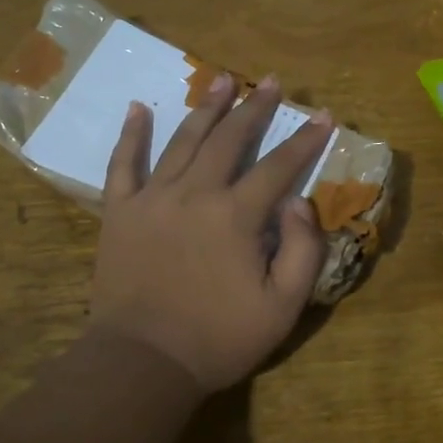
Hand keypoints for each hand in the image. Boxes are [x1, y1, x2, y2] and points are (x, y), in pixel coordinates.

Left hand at [89, 72, 331, 392]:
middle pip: (229, 140)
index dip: (304, 140)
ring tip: (222, 80)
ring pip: (182, 141)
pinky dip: (131, 135)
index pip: (278, 166)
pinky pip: (123, 165)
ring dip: (205, 108)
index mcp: (236, 216)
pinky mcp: (120, 213)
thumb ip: (302, 250)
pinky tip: (138, 107)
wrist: (143, 362)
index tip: (323, 115)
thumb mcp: (282, 307)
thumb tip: (299, 200)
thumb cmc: (219, 339)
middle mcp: (195, 194)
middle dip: (254, 108)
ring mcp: (152, 199)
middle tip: (270, 81)